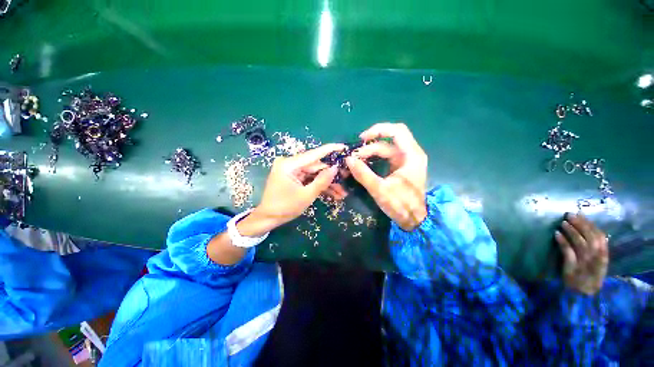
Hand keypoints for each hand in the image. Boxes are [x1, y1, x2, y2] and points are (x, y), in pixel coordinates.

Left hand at [248, 144, 345, 232]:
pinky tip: (333, 194)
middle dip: (332, 174)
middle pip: (316, 166)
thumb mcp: (306, 196)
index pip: (313, 154)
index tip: (343, 146)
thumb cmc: (285, 208)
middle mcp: (290, 164)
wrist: (269, 218)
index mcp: (289, 165)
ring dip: (328, 183)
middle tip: (348, 177)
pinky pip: (310, 179)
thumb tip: (335, 168)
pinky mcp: (295, 177)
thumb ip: (322, 181)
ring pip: (315, 174)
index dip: (330, 150)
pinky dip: (320, 186)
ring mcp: (292, 171)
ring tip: (342, 192)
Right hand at [345, 123, 427, 230]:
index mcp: (412, 156)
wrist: (414, 220)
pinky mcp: (401, 167)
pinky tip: (365, 162)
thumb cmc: (401, 205)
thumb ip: (363, 174)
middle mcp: (411, 154)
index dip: (378, 130)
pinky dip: (375, 157)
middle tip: (355, 153)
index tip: (362, 139)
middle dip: (371, 143)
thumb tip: (348, 159)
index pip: (397, 131)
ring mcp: (406, 160)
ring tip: (356, 159)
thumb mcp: (379, 190)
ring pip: (387, 148)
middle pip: (390, 139)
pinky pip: (387, 156)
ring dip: (371, 151)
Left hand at [555, 213, 608, 294]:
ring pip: (579, 244)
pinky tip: (556, 234)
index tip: (580, 214)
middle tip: (569, 215)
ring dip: (571, 231)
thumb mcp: (596, 262)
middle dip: (580, 224)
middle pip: (590, 238)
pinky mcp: (572, 269)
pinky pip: (568, 253)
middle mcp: (595, 259)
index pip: (600, 236)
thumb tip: (587, 228)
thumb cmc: (588, 275)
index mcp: (603, 257)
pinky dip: (563, 242)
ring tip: (562, 223)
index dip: (589, 224)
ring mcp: (584, 264)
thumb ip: (595, 248)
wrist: (582, 295)